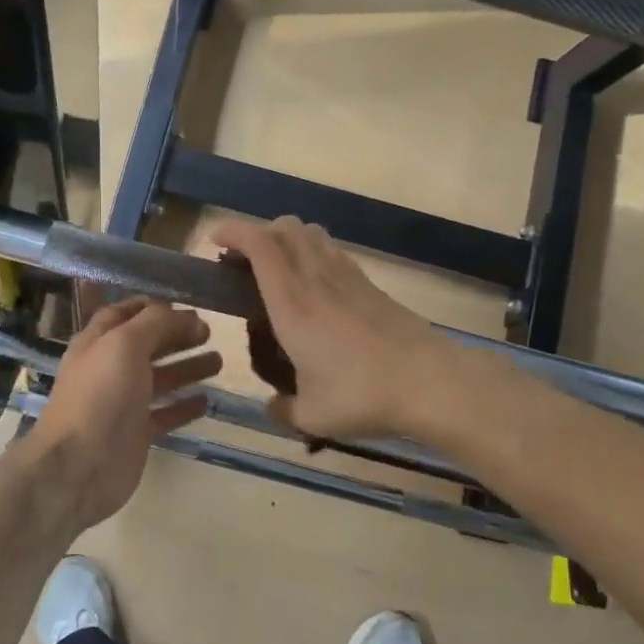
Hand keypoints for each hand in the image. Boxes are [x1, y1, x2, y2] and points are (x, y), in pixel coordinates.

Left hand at [29, 296, 220, 530]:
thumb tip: (183, 315)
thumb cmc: (100, 396)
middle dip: (176, 335)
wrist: (79, 466)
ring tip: (219, 361)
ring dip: (187, 367)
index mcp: (98, 342)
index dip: (152, 307)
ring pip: (159, 379)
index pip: (124, 314)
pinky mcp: (135, 433)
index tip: (185, 305)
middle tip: (209, 332)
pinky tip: (207, 400)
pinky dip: (184, 406)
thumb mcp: (125, 344)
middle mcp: (108, 369)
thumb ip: (154, 323)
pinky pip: (164, 414)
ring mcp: (122, 403)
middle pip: (146, 345)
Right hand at [210, 217, 443, 438]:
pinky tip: (314, 286)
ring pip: (310, 233)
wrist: (428, 381)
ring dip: (286, 239)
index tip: (215, 239)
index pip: (259, 246)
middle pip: (284, 227)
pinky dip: (312, 254)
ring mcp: (346, 277)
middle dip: (257, 233)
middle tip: (243, 262)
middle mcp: (316, 279)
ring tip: (277, 269)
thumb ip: (283, 410)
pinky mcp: (369, 284)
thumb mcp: (312, 416)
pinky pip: (332, 251)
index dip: (233, 231)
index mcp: (292, 304)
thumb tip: (273, 406)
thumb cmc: (362, 395)